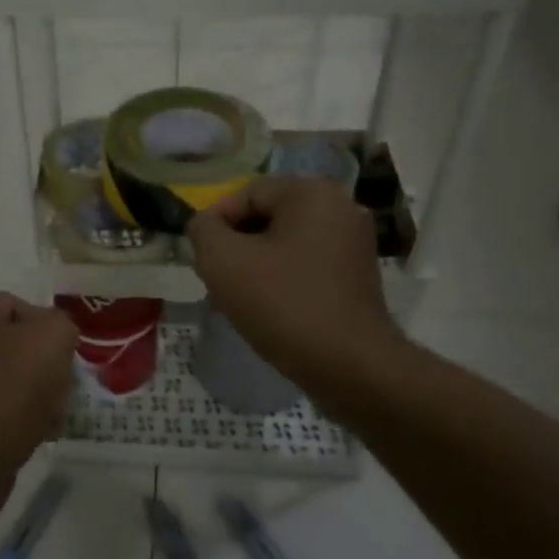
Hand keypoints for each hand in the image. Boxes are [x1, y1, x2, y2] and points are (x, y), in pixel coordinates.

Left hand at [0, 292, 78, 520]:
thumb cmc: (10, 385)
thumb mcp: (53, 336)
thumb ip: (61, 324)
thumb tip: (53, 338)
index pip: (18, 306)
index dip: (49, 329)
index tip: (65, 356)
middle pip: (13, 346)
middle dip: (43, 366)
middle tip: (61, 388)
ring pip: (6, 380)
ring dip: (35, 396)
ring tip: (51, 417)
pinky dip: (15, 420)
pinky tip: (34, 435)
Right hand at [187, 177, 402, 402]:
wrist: (349, 365)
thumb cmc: (282, 303)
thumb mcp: (222, 260)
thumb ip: (203, 230)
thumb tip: (205, 226)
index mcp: (312, 192)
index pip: (246, 195)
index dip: (215, 224)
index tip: (200, 257)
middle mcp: (341, 208)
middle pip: (266, 219)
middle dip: (234, 247)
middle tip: (214, 280)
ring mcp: (354, 244)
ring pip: (284, 245)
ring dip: (254, 267)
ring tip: (234, 300)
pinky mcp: (358, 276)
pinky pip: (305, 267)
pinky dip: (280, 281)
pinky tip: (264, 310)